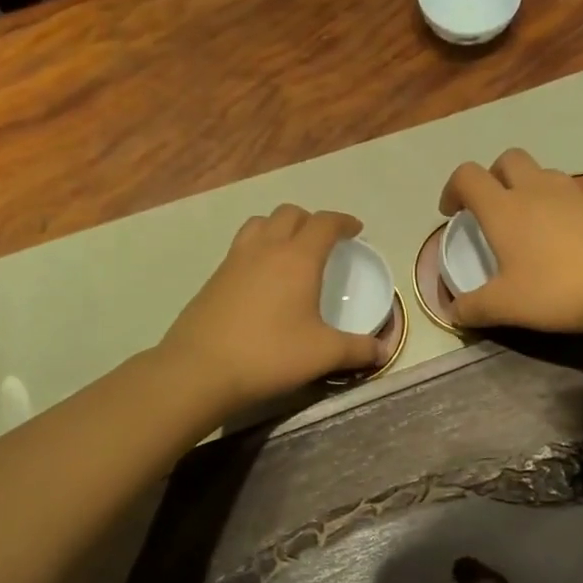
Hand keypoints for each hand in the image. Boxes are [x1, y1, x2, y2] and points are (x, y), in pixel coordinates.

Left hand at [161, 206, 383, 413]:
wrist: (200, 369)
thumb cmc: (269, 355)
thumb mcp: (322, 354)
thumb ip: (357, 350)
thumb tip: (382, 352)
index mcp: (298, 258)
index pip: (324, 223)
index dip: (343, 222)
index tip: (355, 230)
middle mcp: (266, 249)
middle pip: (290, 214)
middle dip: (311, 220)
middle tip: (324, 241)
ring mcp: (235, 260)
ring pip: (260, 223)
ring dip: (279, 227)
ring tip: (290, 249)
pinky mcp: (214, 278)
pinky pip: (241, 246)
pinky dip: (257, 248)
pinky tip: (261, 278)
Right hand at [439, 149, 582, 335]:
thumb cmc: (559, 289)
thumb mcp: (506, 307)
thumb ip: (472, 308)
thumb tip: (451, 311)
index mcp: (504, 208)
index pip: (468, 176)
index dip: (452, 189)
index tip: (452, 215)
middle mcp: (536, 190)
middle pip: (507, 160)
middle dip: (492, 177)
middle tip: (490, 210)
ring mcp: (573, 194)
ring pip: (541, 174)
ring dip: (526, 188)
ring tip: (526, 225)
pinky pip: (569, 194)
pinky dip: (556, 207)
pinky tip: (562, 241)